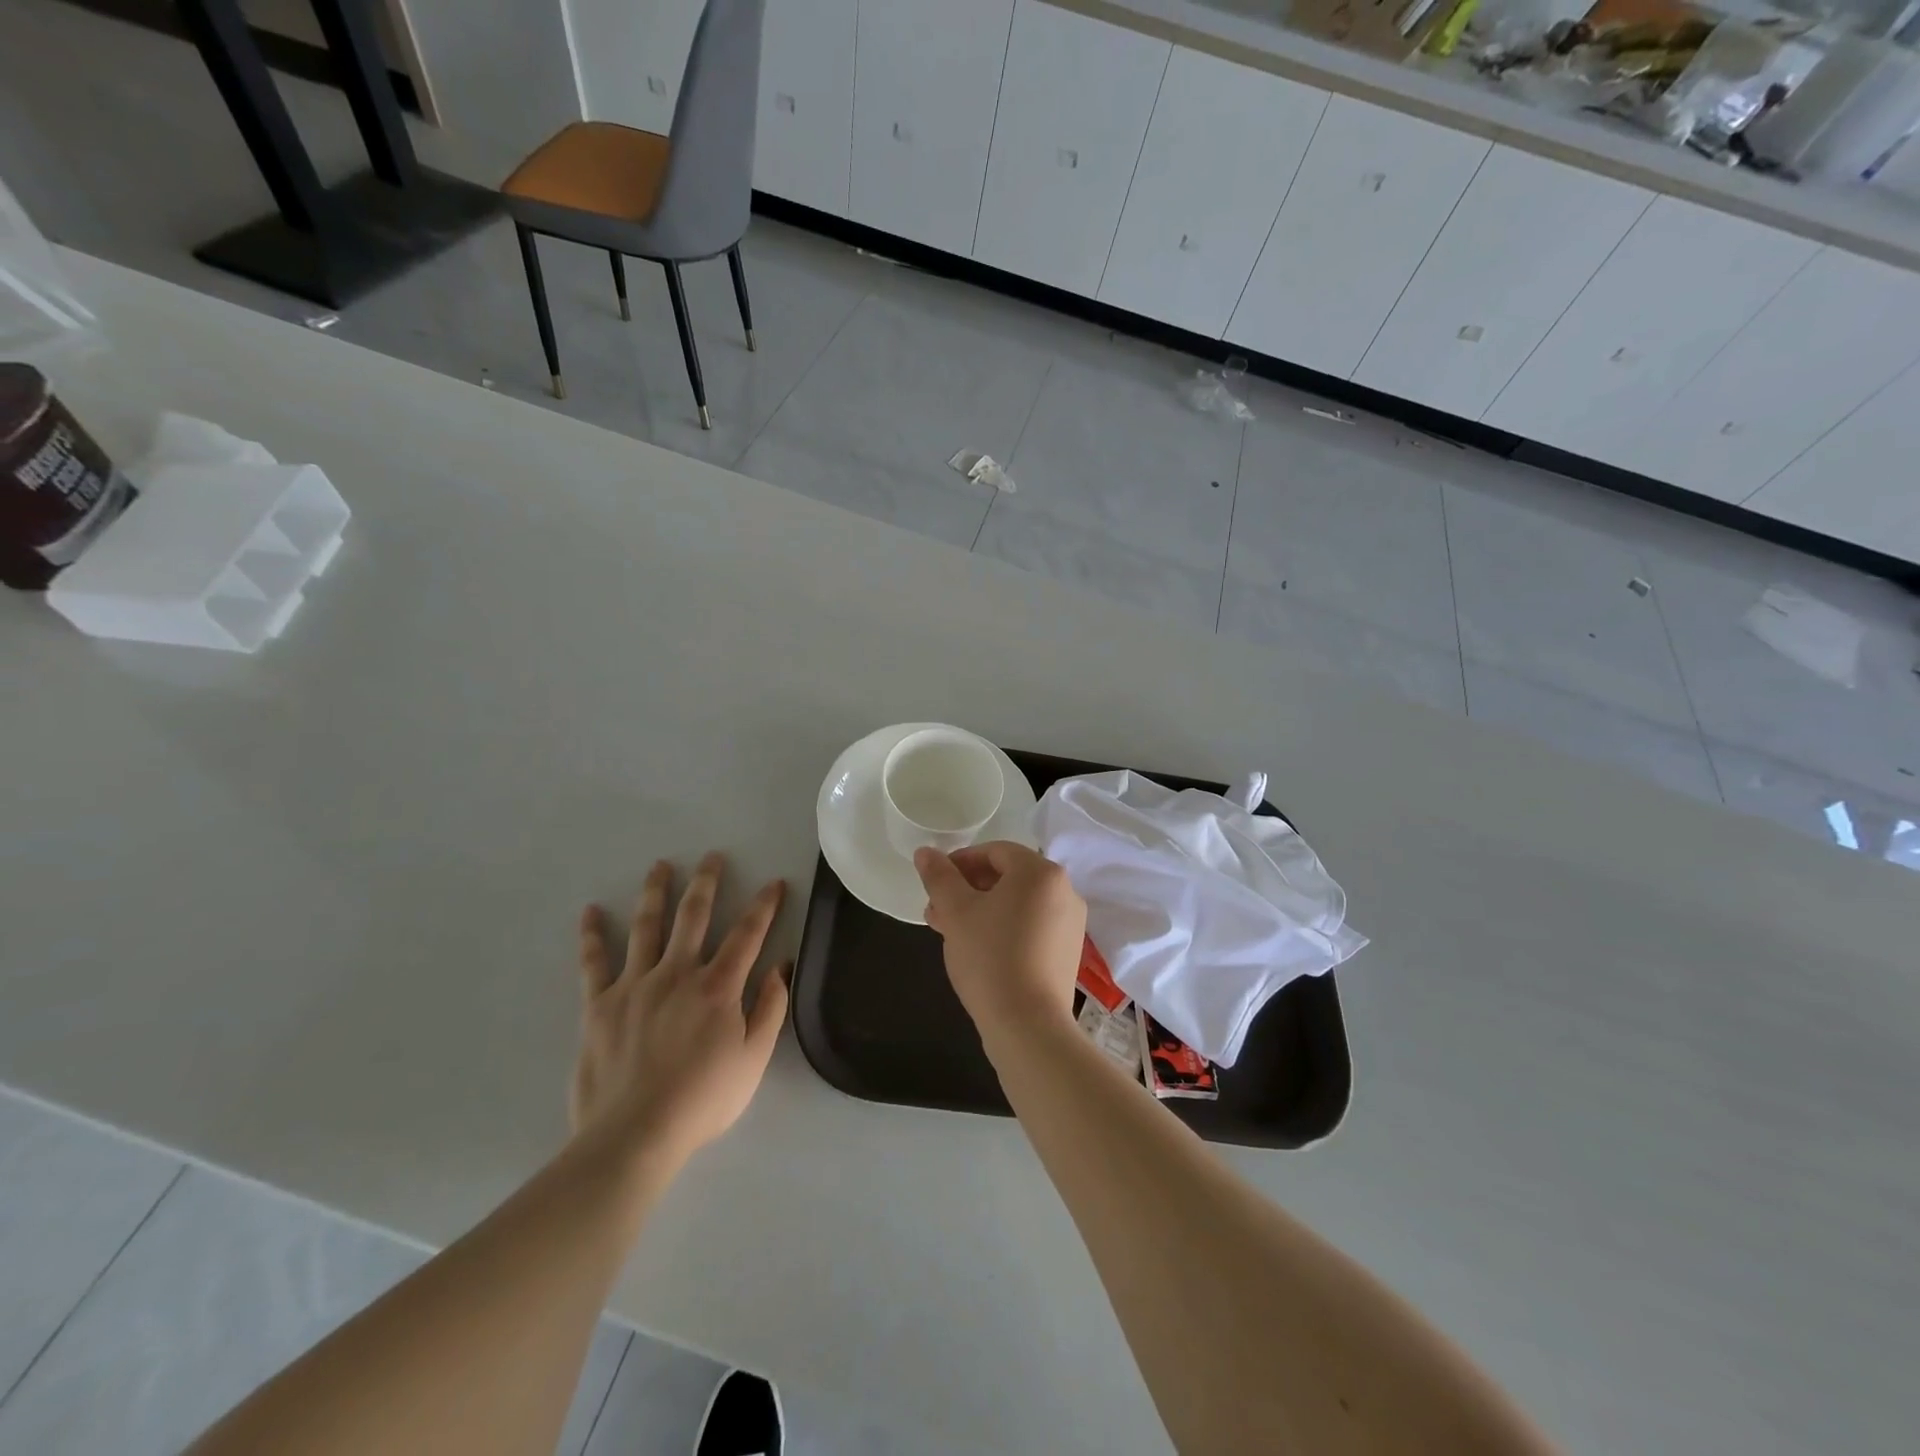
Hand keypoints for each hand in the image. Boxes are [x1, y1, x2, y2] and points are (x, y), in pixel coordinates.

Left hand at [572, 853, 789, 1166]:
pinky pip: (594, 963)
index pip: (747, 933)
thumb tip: (781, 966)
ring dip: (656, 892)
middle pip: (694, 916)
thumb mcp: (754, 1060)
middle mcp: (677, 973)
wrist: (634, 1135)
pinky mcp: (599, 1005)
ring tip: (661, 866)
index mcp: (718, 986)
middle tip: (713, 857)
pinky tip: (592, 911)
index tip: (774, 883)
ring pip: (647, 927)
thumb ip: (770, 1009)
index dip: (764, 905)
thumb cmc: (703, 1100)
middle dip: (707, 882)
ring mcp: (635, 985)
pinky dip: (593, 935)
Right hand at [913, 841, 1085, 1041]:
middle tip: (937, 910)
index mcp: (1040, 872)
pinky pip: (1031, 926)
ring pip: (1018, 904)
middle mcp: (1064, 891)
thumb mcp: (956, 911)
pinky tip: (977, 949)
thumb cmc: (990, 956)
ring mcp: (1070, 924)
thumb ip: (939, 876)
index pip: (995, 851)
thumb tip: (925, 852)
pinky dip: (1003, 928)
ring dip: (982, 910)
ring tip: (949, 931)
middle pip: (1008, 877)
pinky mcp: (1068, 952)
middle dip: (968, 889)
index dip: (961, 862)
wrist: (1028, 1025)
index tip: (936, 883)